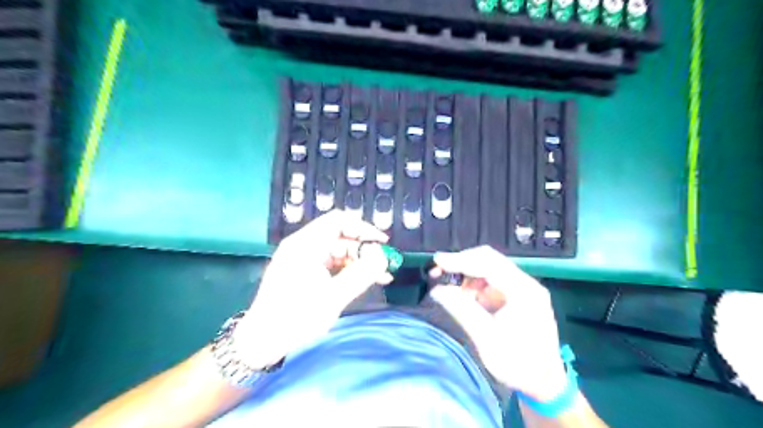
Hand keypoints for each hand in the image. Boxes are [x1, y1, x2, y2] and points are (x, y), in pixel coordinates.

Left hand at [234, 211, 389, 367]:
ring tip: (381, 277)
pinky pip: (331, 264)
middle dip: (364, 249)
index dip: (363, 228)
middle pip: (340, 236)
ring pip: (338, 251)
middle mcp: (303, 246)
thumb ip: (361, 274)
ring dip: (359, 262)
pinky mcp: (303, 271)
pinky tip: (364, 282)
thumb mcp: (333, 297)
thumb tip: (382, 256)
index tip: (382, 243)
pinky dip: (348, 270)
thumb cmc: (295, 318)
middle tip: (384, 265)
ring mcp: (302, 259)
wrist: (261, 341)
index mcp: (305, 244)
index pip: (339, 221)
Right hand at [429, 246, 564, 402]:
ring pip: (489, 269)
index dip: (460, 260)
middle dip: (462, 264)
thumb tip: (437, 289)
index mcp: (523, 291)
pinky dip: (475, 286)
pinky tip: (466, 299)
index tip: (437, 261)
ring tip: (450, 290)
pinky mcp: (518, 296)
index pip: (488, 263)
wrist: (545, 384)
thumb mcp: (486, 339)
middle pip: (490, 260)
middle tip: (438, 273)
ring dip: (467, 276)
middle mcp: (526, 284)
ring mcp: (523, 289)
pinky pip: (492, 282)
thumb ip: (462, 310)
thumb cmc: (518, 364)